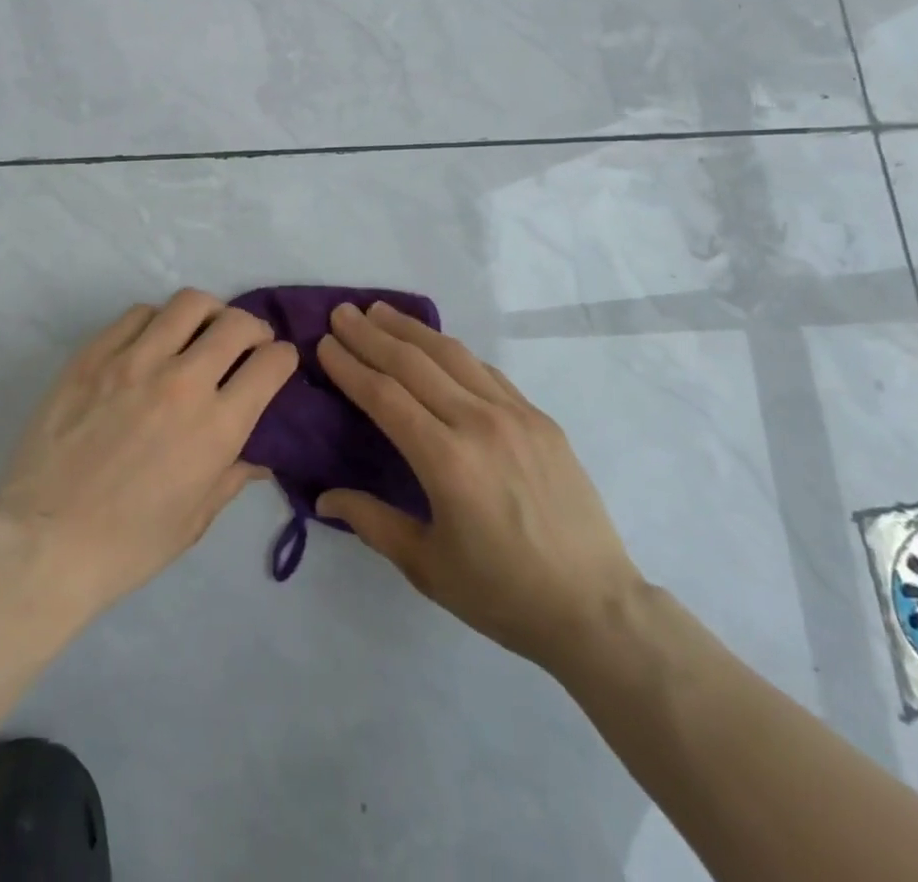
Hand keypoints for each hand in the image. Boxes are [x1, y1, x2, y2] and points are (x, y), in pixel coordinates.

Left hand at [0, 289, 297, 622]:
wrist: (42, 543)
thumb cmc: (127, 545)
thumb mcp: (195, 520)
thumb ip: (234, 476)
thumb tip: (262, 456)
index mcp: (216, 426)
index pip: (271, 364)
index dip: (283, 358)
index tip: (277, 363)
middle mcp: (183, 382)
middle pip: (237, 323)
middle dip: (254, 328)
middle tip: (246, 343)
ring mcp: (134, 361)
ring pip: (189, 304)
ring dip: (208, 314)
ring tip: (200, 332)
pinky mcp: (93, 355)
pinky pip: (138, 314)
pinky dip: (157, 320)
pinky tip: (152, 342)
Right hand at [316, 302, 642, 673]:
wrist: (594, 606)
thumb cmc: (502, 594)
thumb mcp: (426, 566)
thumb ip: (372, 521)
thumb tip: (323, 496)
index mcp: (446, 461)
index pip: (385, 395)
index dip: (350, 366)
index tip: (324, 343)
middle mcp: (478, 423)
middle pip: (414, 364)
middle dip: (372, 334)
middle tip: (342, 313)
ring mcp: (515, 414)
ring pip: (453, 355)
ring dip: (411, 330)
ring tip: (381, 311)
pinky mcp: (539, 417)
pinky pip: (486, 371)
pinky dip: (453, 352)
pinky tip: (436, 345)